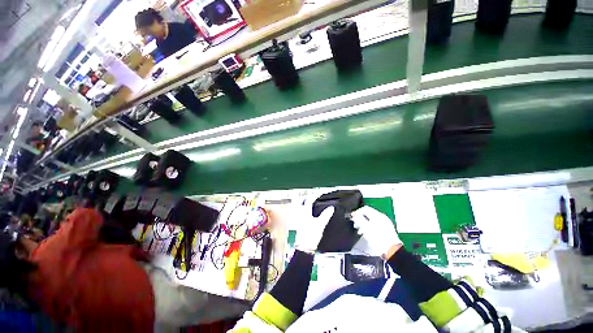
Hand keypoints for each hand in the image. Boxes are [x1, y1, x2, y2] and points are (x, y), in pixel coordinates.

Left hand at [294, 198, 335, 253]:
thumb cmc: (311, 236)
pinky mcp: (292, 223)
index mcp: (304, 211)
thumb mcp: (320, 224)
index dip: (314, 195)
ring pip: (296, 206)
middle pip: (299, 200)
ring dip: (301, 203)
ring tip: (306, 204)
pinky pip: (294, 212)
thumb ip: (325, 215)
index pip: (309, 199)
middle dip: (304, 197)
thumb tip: (331, 208)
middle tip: (310, 197)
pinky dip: (298, 210)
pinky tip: (302, 214)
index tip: (318, 194)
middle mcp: (297, 212)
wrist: (302, 248)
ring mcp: (293, 217)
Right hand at [351, 206, 401, 258]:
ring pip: (371, 219)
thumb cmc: (378, 239)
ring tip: (360, 230)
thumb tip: (353, 215)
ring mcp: (385, 223)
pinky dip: (370, 226)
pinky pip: (376, 224)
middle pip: (368, 214)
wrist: (391, 251)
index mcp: (377, 215)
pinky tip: (367, 233)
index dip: (357, 212)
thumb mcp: (365, 228)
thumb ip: (358, 219)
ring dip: (364, 223)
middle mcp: (382, 217)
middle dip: (360, 218)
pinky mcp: (387, 229)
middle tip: (355, 224)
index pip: (365, 208)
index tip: (352, 217)